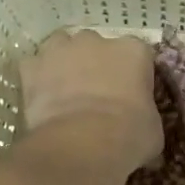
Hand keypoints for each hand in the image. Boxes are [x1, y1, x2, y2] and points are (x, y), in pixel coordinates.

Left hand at [19, 29, 161, 173]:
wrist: (82, 145)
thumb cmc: (128, 135)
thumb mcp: (153, 131)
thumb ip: (148, 119)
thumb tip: (144, 133)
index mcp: (134, 51)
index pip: (139, 55)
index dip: (135, 75)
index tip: (133, 95)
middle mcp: (97, 40)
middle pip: (98, 46)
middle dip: (98, 65)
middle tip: (99, 95)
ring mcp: (60, 49)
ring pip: (62, 47)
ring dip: (65, 63)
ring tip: (67, 92)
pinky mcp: (31, 67)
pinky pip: (34, 67)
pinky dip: (37, 79)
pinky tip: (42, 98)